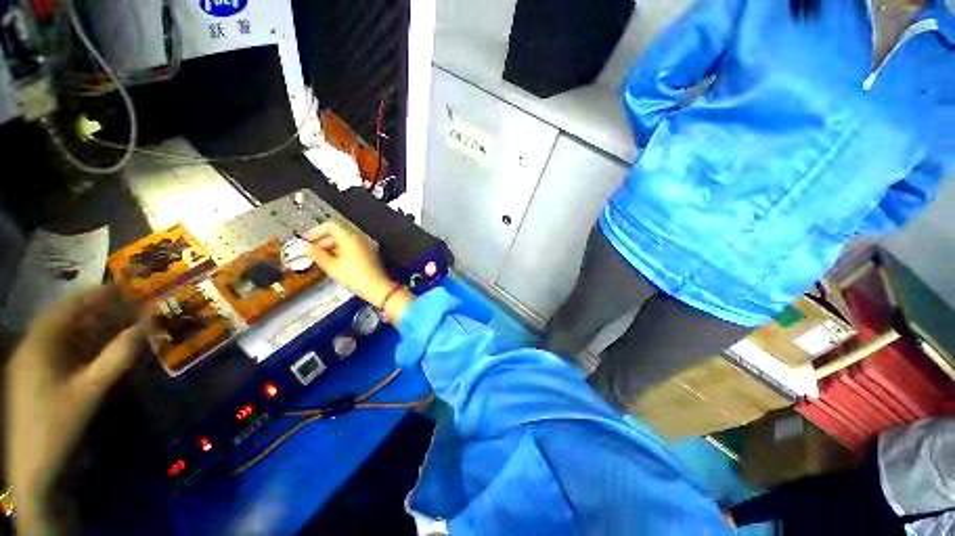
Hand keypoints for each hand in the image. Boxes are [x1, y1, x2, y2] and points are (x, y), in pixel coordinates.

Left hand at [5, 286, 143, 529]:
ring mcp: (43, 351)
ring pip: (72, 336)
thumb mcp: (80, 399)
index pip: (82, 299)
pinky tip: (96, 364)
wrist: (30, 445)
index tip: (133, 292)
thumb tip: (138, 336)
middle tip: (133, 318)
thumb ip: (108, 366)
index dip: (107, 294)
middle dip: (104, 315)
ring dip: (95, 336)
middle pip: (78, 316)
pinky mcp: (42, 370)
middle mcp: (46, 331)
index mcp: (52, 328)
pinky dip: (83, 356)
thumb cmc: (49, 423)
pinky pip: (65, 354)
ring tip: (120, 339)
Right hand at [302, 221, 413, 323]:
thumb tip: (304, 247)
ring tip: (319, 259)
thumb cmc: (354, 277)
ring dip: (330, 247)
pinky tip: (332, 262)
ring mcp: (364, 243)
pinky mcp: (367, 252)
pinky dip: (339, 251)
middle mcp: (357, 235)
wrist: (378, 289)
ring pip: (343, 240)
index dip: (316, 232)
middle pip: (337, 233)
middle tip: (310, 252)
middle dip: (322, 241)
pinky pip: (350, 246)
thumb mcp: (332, 267)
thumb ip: (317, 255)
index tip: (306, 241)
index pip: (330, 225)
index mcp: (349, 236)